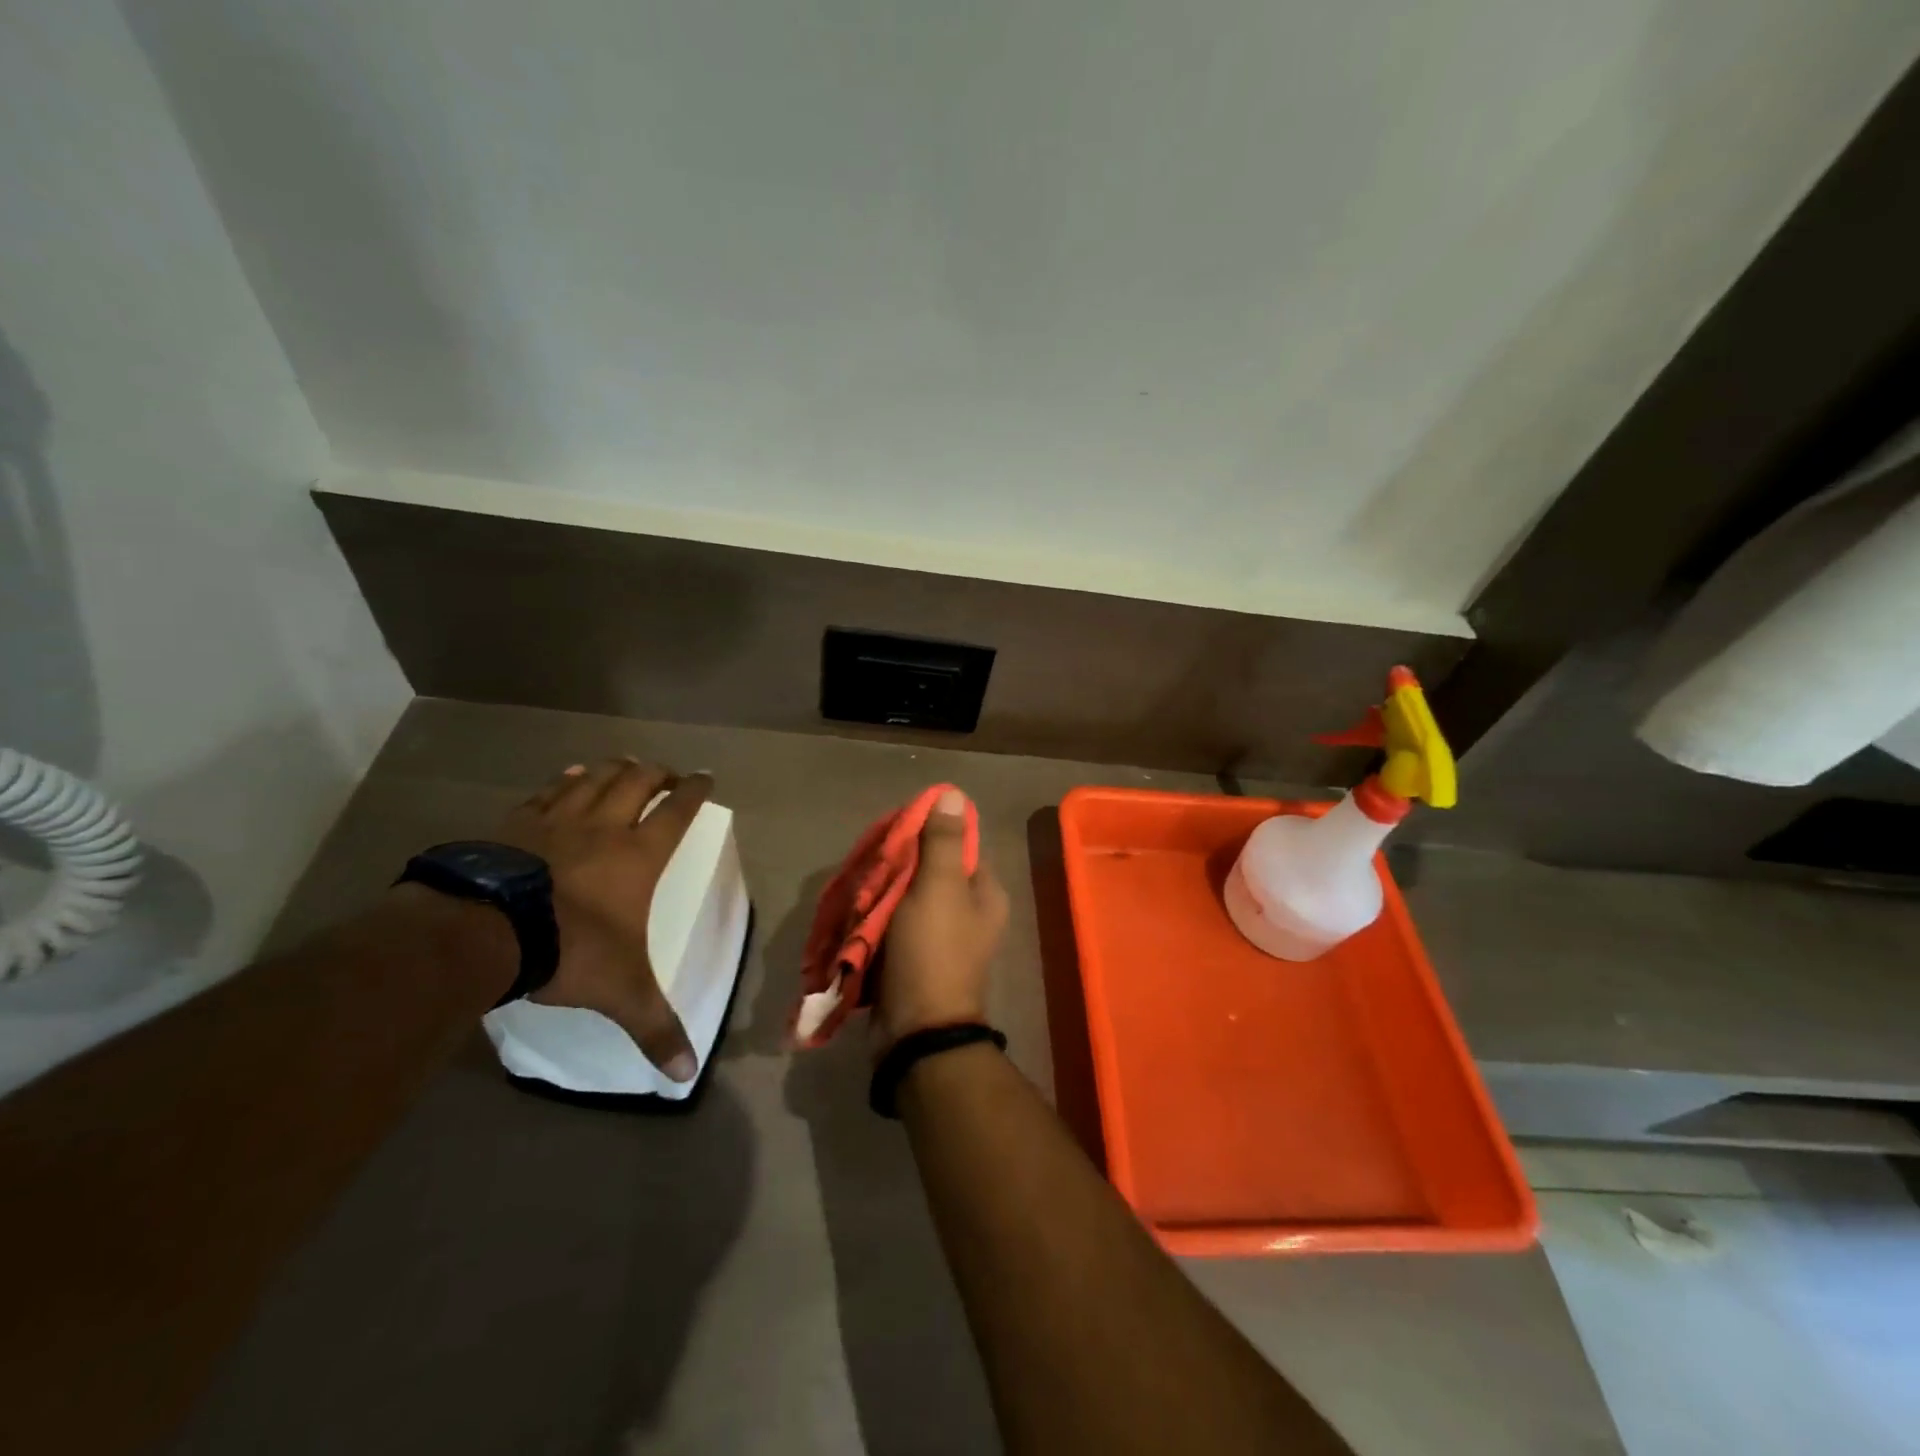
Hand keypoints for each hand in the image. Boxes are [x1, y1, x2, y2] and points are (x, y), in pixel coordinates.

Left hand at [495, 758, 711, 1080]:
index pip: (677, 812)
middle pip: (638, 782)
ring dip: (613, 769)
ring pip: (593, 778)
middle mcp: (604, 827)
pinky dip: (564, 781)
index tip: (705, 777)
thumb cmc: (568, 950)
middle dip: (657, 773)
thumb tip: (685, 1076)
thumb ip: (655, 1028)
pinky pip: (547, 792)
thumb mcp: (621, 993)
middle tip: (667, 772)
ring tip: (624, 765)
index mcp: (638, 856)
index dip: (694, 791)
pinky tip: (567, 777)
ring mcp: (556, 820)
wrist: (482, 931)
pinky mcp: (514, 823)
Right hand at [876, 788, 1008, 1050]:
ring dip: (882, 893)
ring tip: (857, 887)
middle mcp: (968, 913)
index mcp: (984, 893)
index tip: (895, 832)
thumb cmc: (933, 952)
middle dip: (898, 867)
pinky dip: (875, 919)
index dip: (927, 833)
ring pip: (907, 898)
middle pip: (929, 871)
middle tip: (869, 863)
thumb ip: (943, 842)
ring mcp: (940, 938)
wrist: (916, 1032)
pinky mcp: (914, 958)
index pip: (958, 846)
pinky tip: (855, 913)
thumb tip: (954, 794)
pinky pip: (894, 926)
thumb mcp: (939, 889)